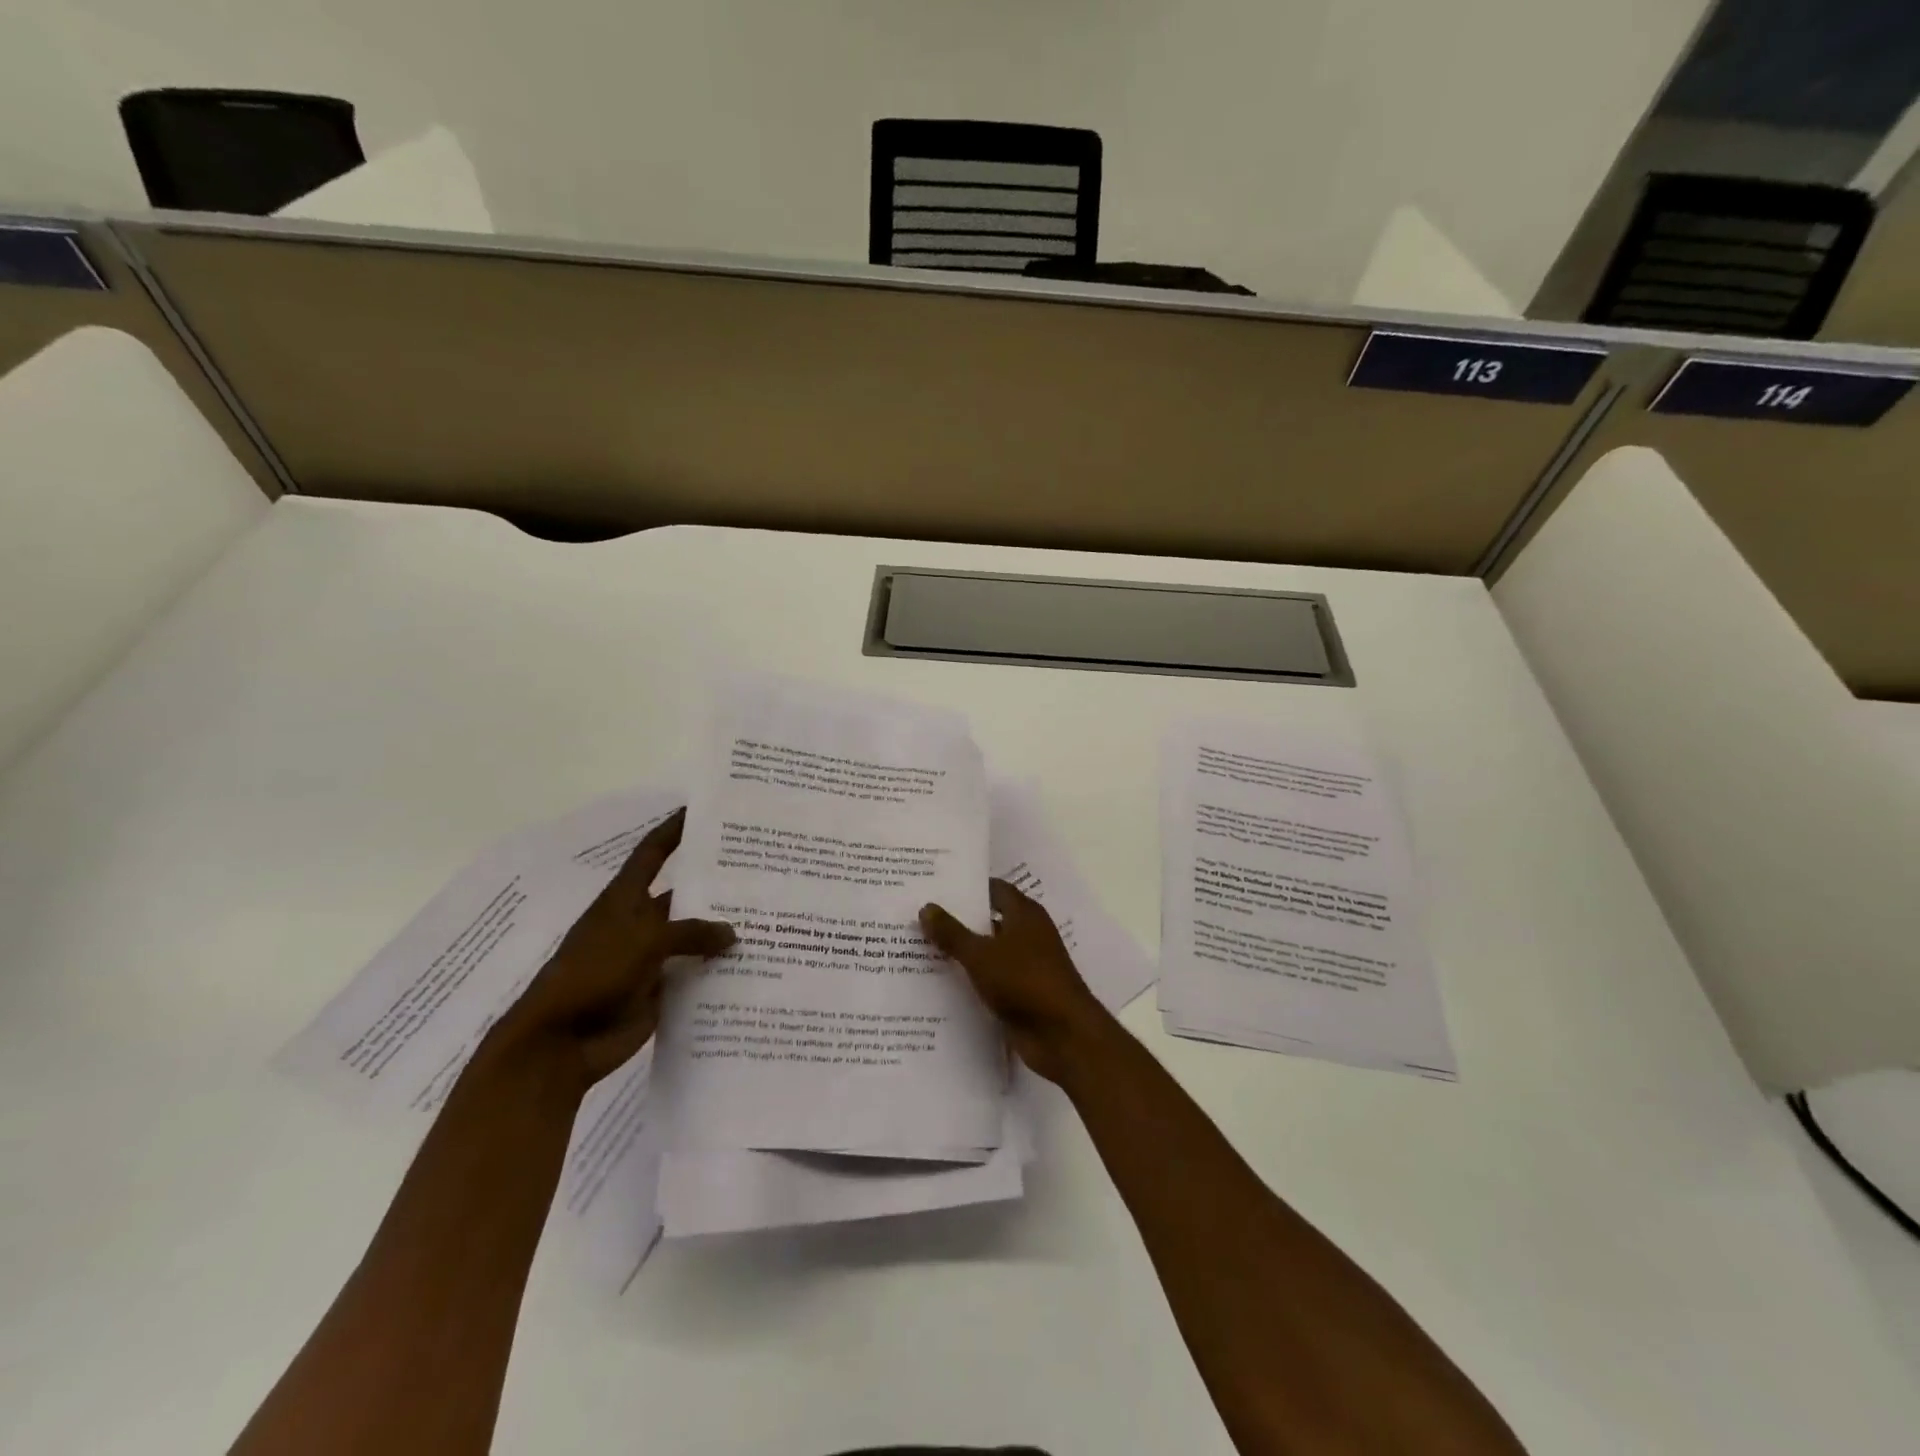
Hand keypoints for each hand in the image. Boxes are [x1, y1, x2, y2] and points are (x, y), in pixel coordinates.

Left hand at [488, 808, 733, 1094]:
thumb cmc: (593, 974)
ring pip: (693, 937)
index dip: (674, 830)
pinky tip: (754, 962)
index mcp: (624, 899)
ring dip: (722, 932)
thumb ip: (690, 932)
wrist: (560, 1042)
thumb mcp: (643, 941)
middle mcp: (639, 923)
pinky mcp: (659, 990)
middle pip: (682, 896)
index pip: (652, 853)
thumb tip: (731, 932)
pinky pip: (694, 974)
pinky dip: (718, 970)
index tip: (702, 811)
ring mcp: (649, 958)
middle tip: (761, 871)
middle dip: (715, 886)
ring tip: (770, 917)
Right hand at [920, 878, 1111, 1083]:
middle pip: (989, 921)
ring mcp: (1026, 966)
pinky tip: (939, 984)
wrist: (1062, 1035)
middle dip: (958, 920)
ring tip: (919, 949)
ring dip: (962, 953)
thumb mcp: (981, 955)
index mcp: (1025, 914)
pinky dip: (970, 980)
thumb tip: (926, 906)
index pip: (994, 889)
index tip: (936, 887)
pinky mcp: (1021, 995)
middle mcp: (1028, 935)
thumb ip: (952, 932)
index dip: (968, 888)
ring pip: (988, 952)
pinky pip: (990, 981)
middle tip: (919, 917)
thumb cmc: (1024, 981)